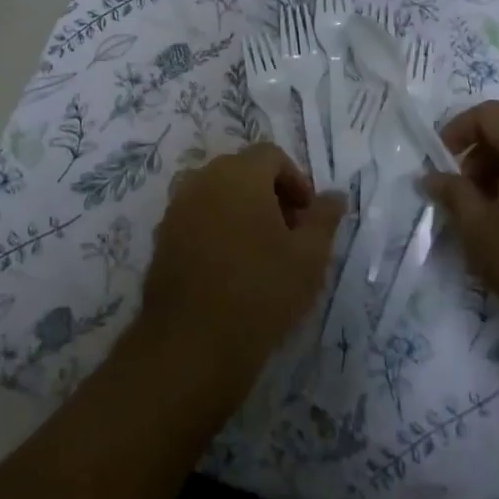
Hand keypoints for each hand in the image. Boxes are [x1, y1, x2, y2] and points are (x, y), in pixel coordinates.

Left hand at [136, 143, 344, 400]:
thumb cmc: (261, 291)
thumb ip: (324, 218)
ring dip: (242, 211)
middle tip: (290, 234)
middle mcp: (203, 179)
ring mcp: (177, 207)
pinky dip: (217, 228)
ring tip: (262, 252)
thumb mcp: (309, 256)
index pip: (271, 155)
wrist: (192, 342)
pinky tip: (231, 267)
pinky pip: (197, 218)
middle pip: (242, 171)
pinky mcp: (162, 237)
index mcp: (239, 173)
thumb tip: (335, 195)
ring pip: (218, 194)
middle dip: (270, 195)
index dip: (296, 181)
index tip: (308, 217)